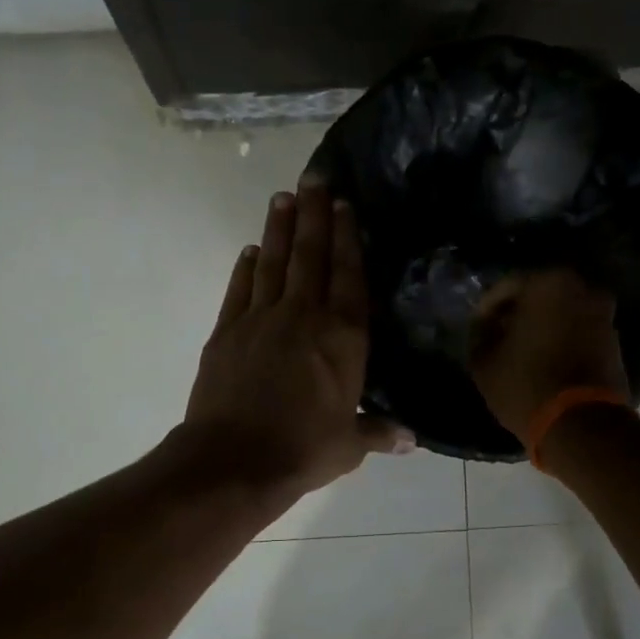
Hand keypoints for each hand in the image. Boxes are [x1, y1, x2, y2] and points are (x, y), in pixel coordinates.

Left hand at [184, 178, 411, 502]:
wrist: (234, 460)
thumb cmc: (302, 451)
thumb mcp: (349, 446)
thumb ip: (379, 433)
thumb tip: (413, 440)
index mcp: (343, 338)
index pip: (349, 276)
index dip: (348, 238)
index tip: (344, 205)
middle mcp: (304, 317)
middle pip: (311, 256)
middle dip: (314, 215)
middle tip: (314, 178)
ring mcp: (260, 320)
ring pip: (273, 263)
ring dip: (279, 228)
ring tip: (283, 196)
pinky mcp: (226, 332)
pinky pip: (240, 290)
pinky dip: (246, 268)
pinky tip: (251, 250)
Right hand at [468, 269, 628, 442]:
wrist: (581, 424)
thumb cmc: (525, 384)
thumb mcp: (484, 362)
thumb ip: (481, 335)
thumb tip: (486, 327)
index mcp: (548, 284)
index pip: (507, 286)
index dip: (487, 308)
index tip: (477, 328)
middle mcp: (583, 290)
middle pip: (539, 295)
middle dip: (518, 313)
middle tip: (499, 335)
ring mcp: (604, 315)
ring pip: (562, 312)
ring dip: (542, 326)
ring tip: (521, 350)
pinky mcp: (614, 342)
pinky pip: (578, 331)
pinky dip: (562, 339)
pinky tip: (544, 360)